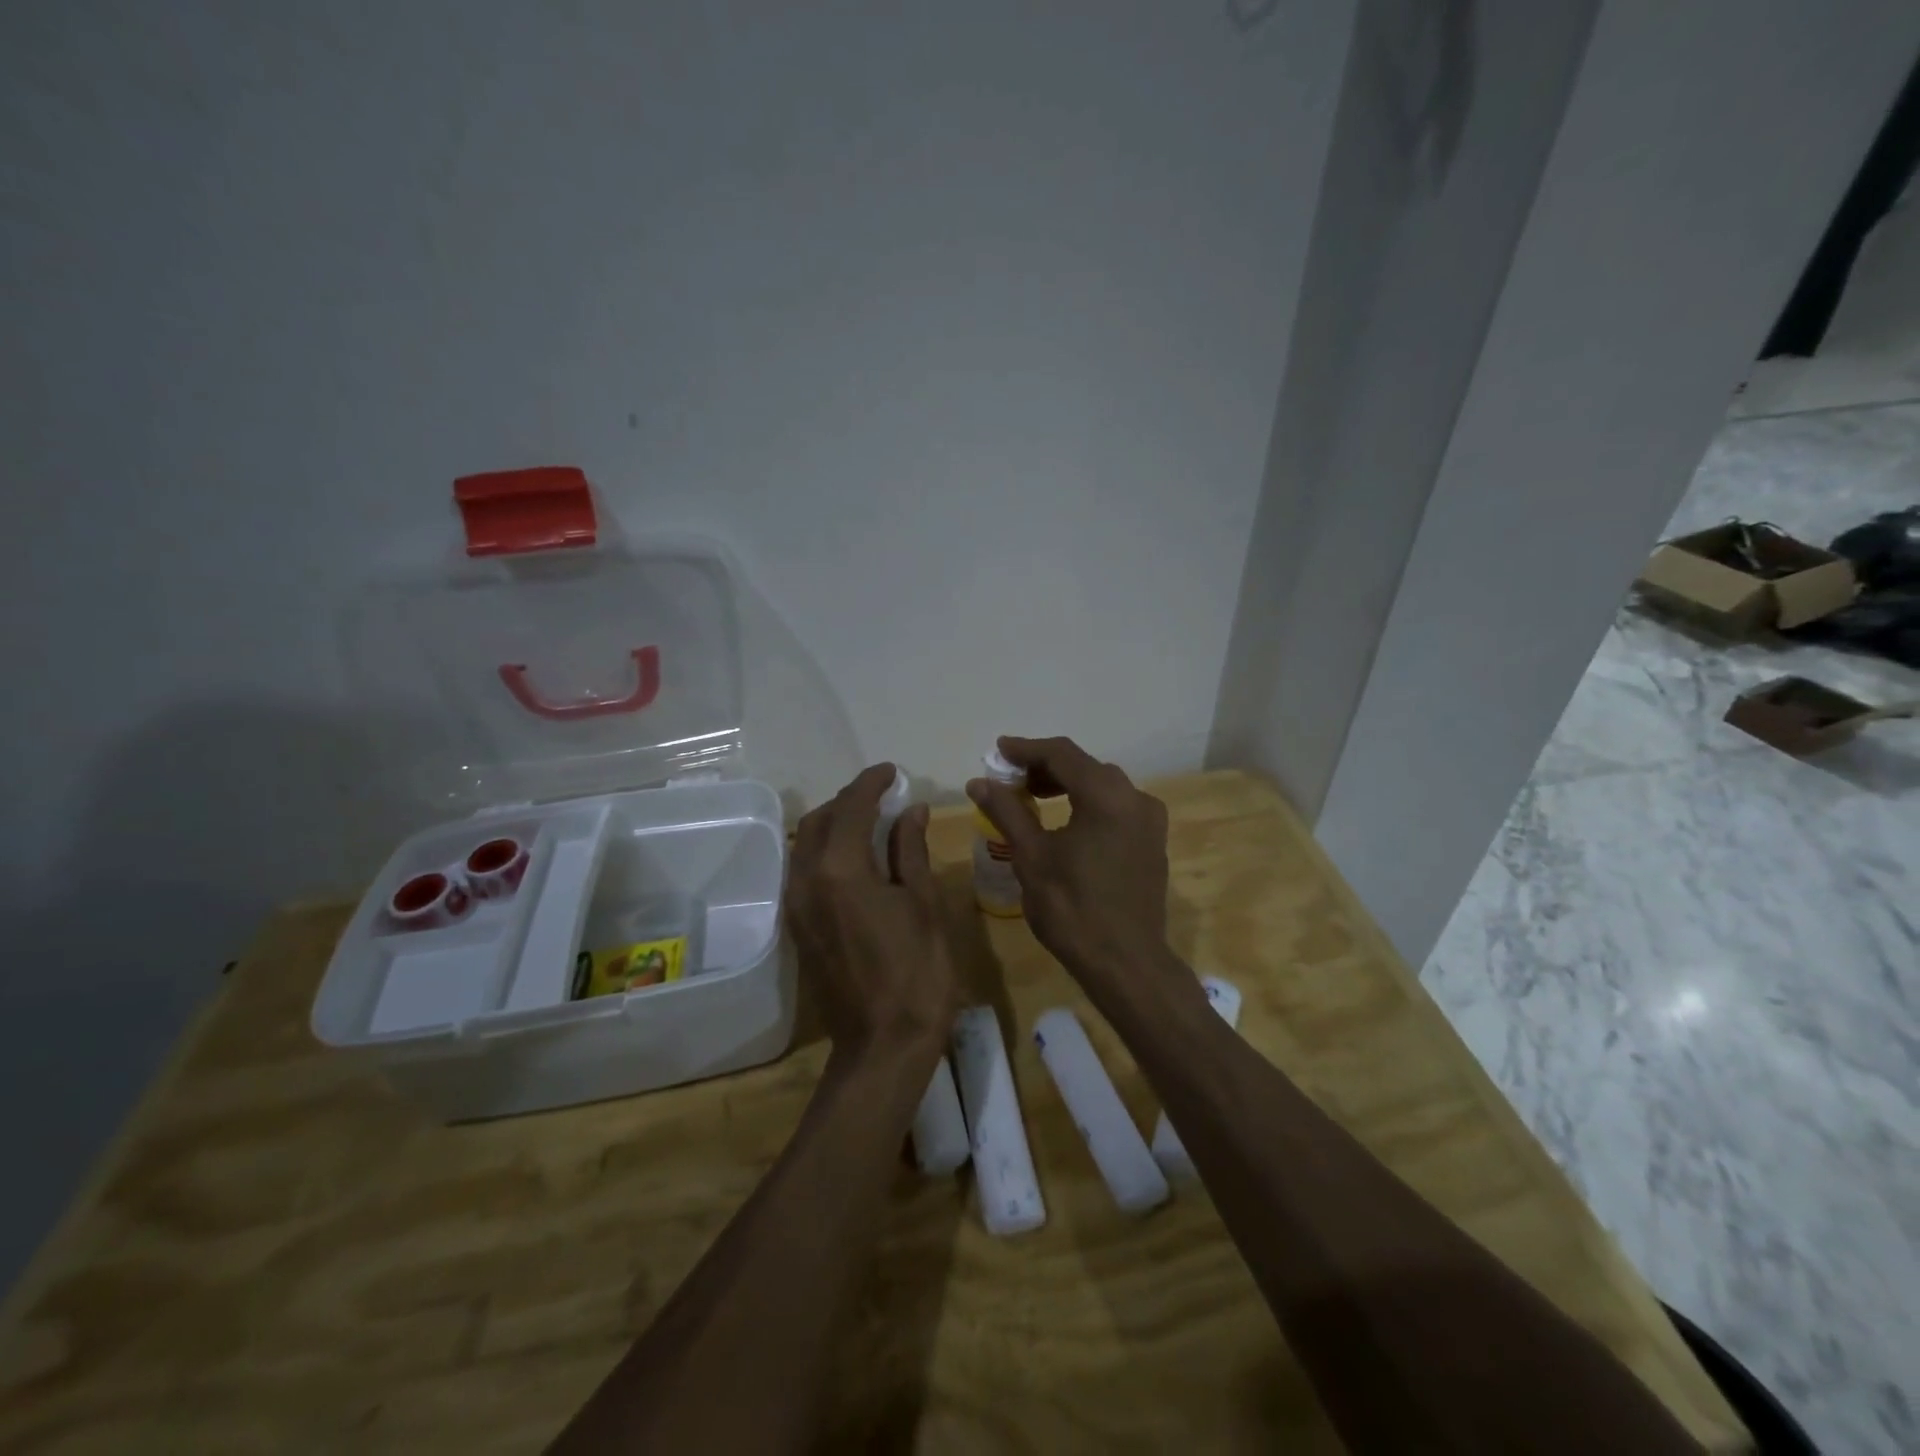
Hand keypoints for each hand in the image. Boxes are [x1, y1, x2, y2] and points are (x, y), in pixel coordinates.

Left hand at [786, 763, 957, 1064]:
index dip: (871, 783)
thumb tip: (909, 810)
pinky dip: (824, 851)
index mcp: (841, 870)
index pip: (851, 808)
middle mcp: (807, 880)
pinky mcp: (797, 926)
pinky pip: (803, 870)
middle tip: (882, 795)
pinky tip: (853, 857)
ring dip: (833, 824)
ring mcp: (796, 905)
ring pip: (806, 845)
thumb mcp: (923, 904)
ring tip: (868, 821)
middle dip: (849, 800)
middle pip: (821, 821)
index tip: (891, 771)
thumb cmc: (917, 972)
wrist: (882, 1045)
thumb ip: (911, 850)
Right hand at [966, 736, 1187, 1012]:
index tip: (998, 751)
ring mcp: (1150, 821)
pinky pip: (1116, 808)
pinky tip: (1065, 823)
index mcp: (1106, 795)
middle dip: (1045, 767)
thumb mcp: (1031, 857)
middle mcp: (1135, 798)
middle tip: (1010, 779)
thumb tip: (979, 782)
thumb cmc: (1072, 908)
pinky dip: (1087, 804)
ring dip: (1067, 785)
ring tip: (1032, 798)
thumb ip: (1007, 811)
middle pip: (1084, 766)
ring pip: (1103, 786)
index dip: (1026, 749)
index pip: (1062, 754)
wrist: (1126, 963)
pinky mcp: (1153, 842)